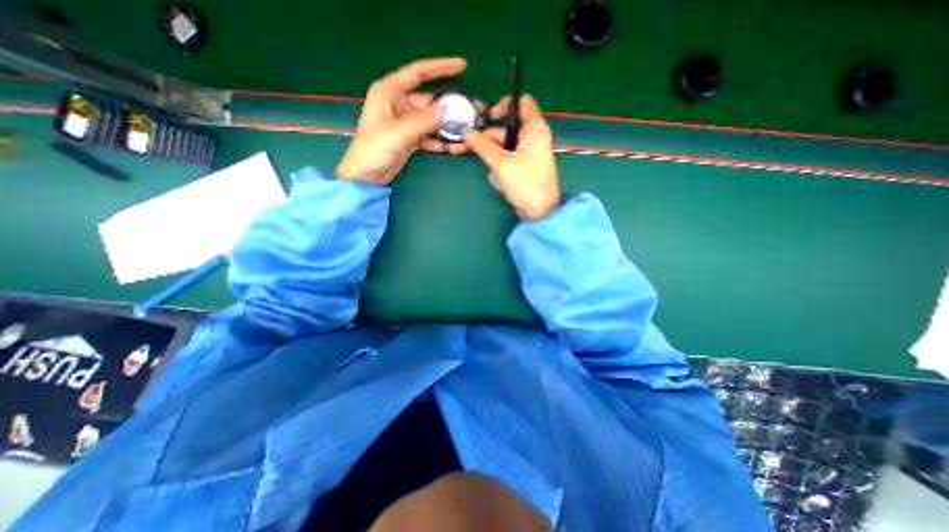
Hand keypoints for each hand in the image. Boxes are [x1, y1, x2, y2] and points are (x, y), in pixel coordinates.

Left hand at [337, 56, 470, 184]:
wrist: (366, 175)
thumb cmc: (375, 148)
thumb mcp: (400, 131)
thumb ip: (426, 120)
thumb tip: (451, 109)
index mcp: (390, 91)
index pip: (418, 72)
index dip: (441, 67)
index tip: (462, 66)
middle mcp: (399, 103)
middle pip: (430, 100)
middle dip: (451, 106)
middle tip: (473, 110)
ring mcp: (406, 122)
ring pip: (432, 120)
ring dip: (448, 126)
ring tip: (467, 130)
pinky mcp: (410, 138)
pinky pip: (429, 135)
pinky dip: (440, 141)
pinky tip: (452, 147)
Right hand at [464, 96, 558, 219]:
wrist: (539, 210)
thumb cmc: (524, 182)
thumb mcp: (501, 163)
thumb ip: (482, 146)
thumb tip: (466, 131)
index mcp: (534, 128)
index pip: (522, 102)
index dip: (504, 105)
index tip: (489, 117)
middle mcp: (533, 137)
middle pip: (507, 128)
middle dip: (490, 140)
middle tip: (474, 148)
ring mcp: (529, 153)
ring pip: (505, 147)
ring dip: (494, 159)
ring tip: (496, 174)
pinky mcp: (525, 166)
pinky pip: (508, 159)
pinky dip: (502, 167)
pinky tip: (501, 181)